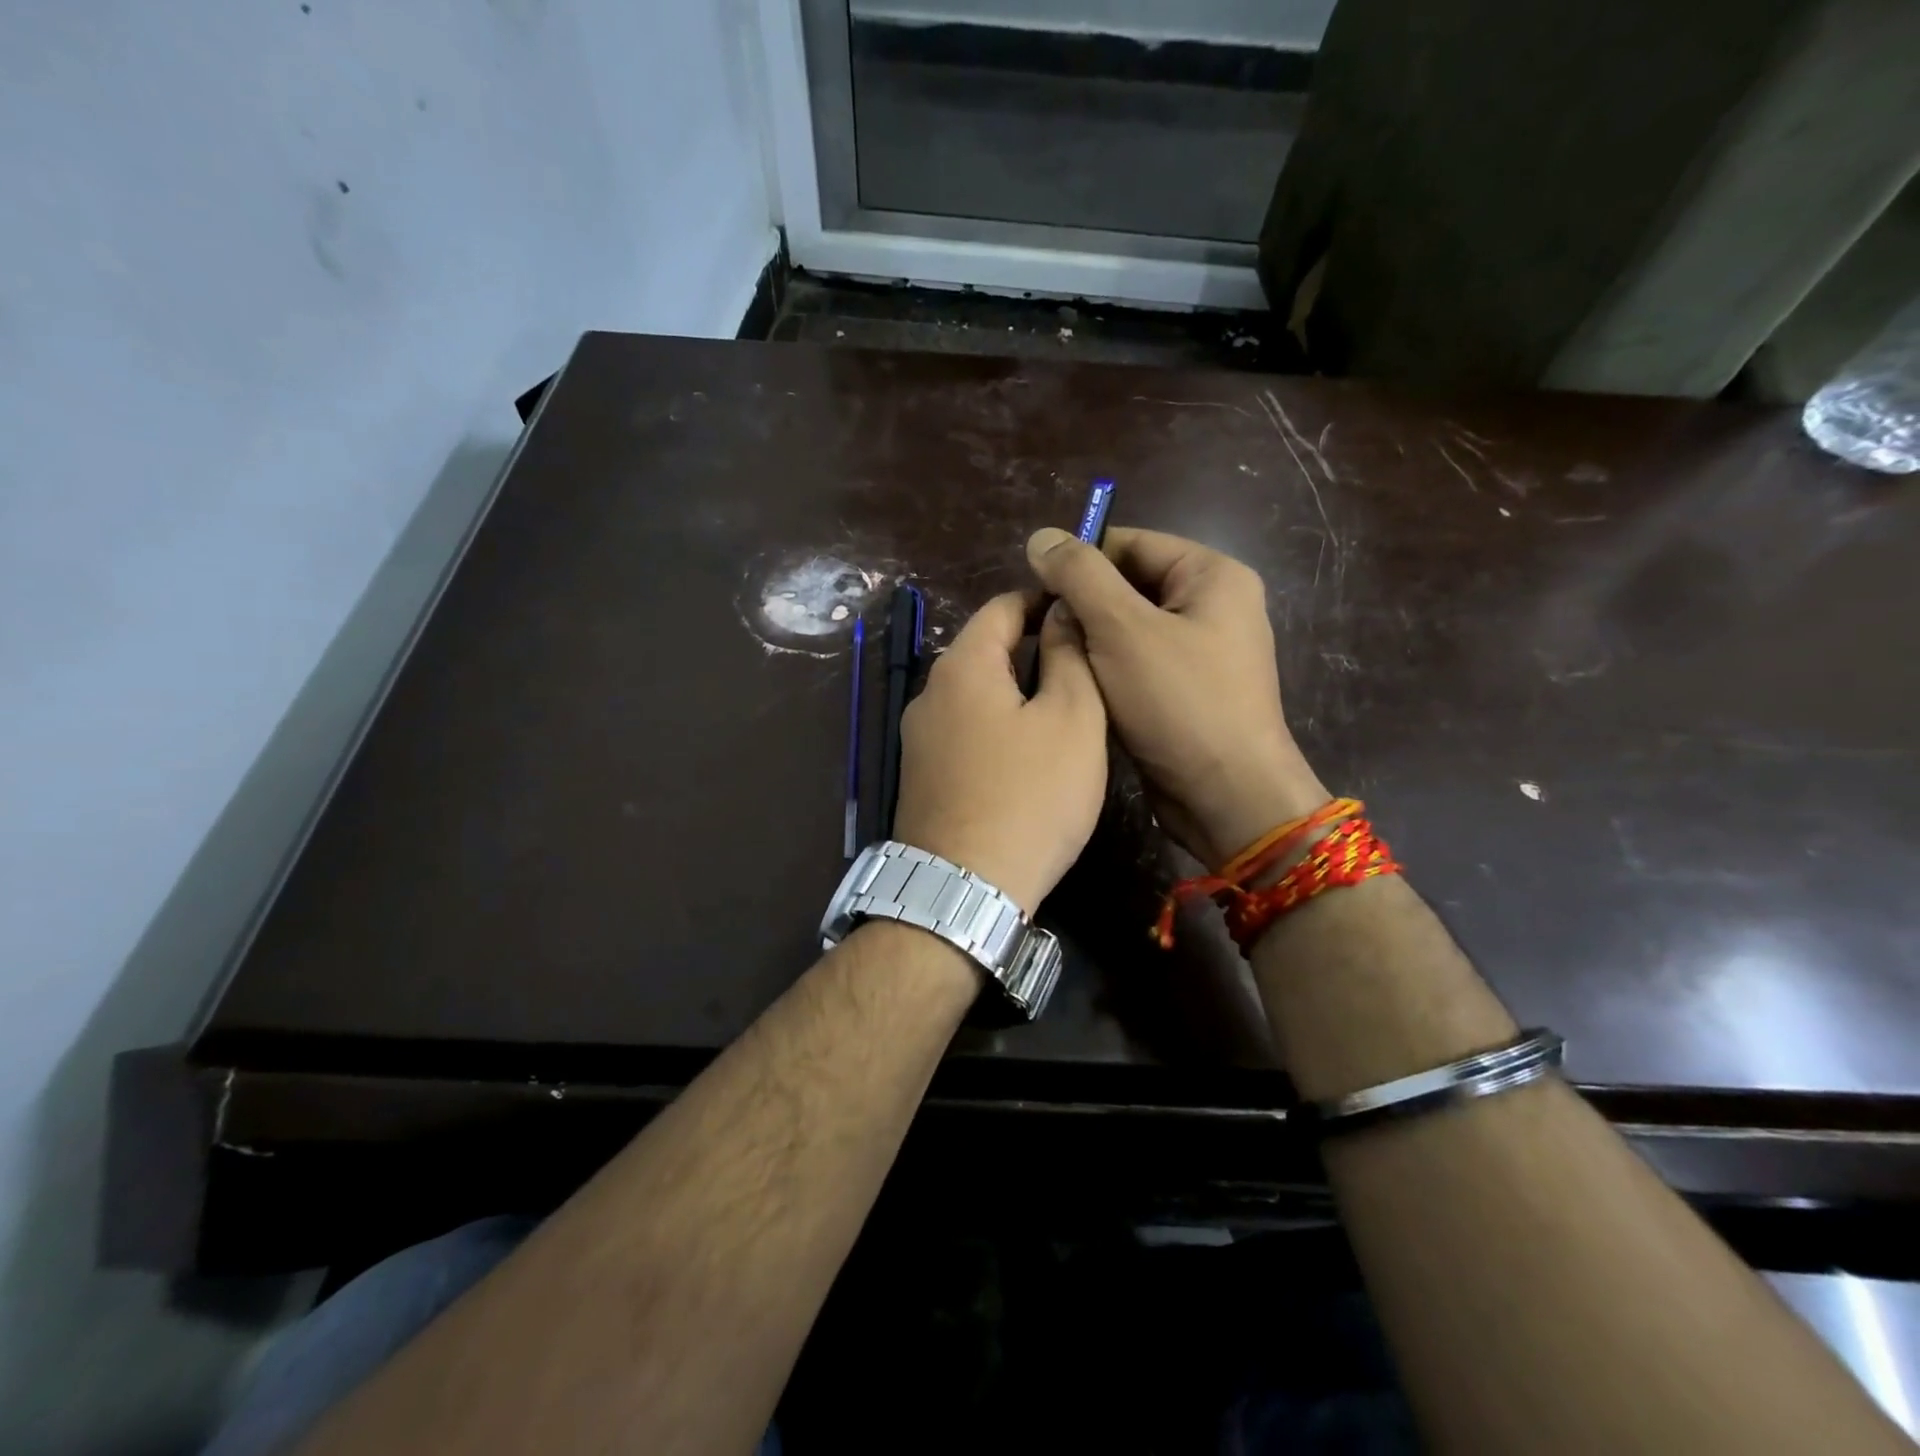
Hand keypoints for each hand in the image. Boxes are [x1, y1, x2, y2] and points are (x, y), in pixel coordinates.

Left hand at [893, 591, 1106, 915]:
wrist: (964, 889)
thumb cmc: (1031, 796)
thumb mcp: (1072, 719)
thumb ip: (1069, 656)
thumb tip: (1063, 613)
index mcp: (962, 666)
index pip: (1002, 607)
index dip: (1045, 601)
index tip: (1084, 613)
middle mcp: (929, 693)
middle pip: (985, 651)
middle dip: (1033, 648)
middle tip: (1085, 667)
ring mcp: (919, 738)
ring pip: (976, 694)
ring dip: (1016, 691)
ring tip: (1064, 709)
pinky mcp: (922, 776)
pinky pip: (965, 731)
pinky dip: (997, 726)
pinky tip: (1027, 753)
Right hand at [1026, 526, 1328, 869]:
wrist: (1226, 798)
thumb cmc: (1179, 704)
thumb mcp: (1122, 629)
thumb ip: (1080, 576)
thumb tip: (1041, 537)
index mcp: (1212, 576)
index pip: (1131, 543)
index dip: (1080, 560)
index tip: (1037, 590)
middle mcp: (1213, 607)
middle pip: (1129, 586)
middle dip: (1084, 607)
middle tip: (1042, 632)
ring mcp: (1202, 653)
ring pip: (1128, 630)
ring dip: (1091, 643)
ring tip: (1054, 661)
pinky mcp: (1187, 693)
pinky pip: (1137, 665)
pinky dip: (1107, 672)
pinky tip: (1079, 688)